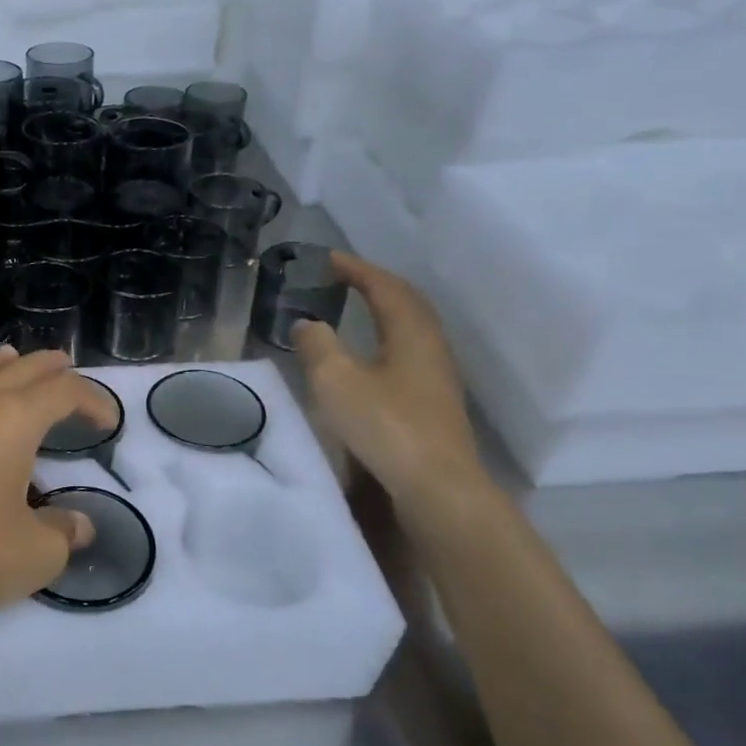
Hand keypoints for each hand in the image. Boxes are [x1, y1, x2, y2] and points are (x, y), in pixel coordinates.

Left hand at [0, 348, 116, 651]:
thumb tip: (79, 526)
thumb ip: (62, 535)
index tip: (108, 422)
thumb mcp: (32, 556)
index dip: (92, 400)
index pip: (62, 394)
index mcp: (12, 423)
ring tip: (7, 356)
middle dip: (45, 368)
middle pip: (15, 374)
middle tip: (64, 365)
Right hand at [292, 253, 483, 515]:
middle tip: (344, 278)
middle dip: (375, 285)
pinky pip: (410, 354)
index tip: (327, 259)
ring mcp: (438, 377)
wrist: (436, 487)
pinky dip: (387, 340)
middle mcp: (431, 347)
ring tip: (357, 311)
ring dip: (384, 313)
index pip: (384, 286)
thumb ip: (317, 345)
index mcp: (411, 332)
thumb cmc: (385, 426)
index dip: (355, 269)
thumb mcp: (336, 380)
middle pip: (407, 303)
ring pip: (412, 329)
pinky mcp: (435, 403)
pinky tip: (372, 359)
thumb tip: (307, 324)